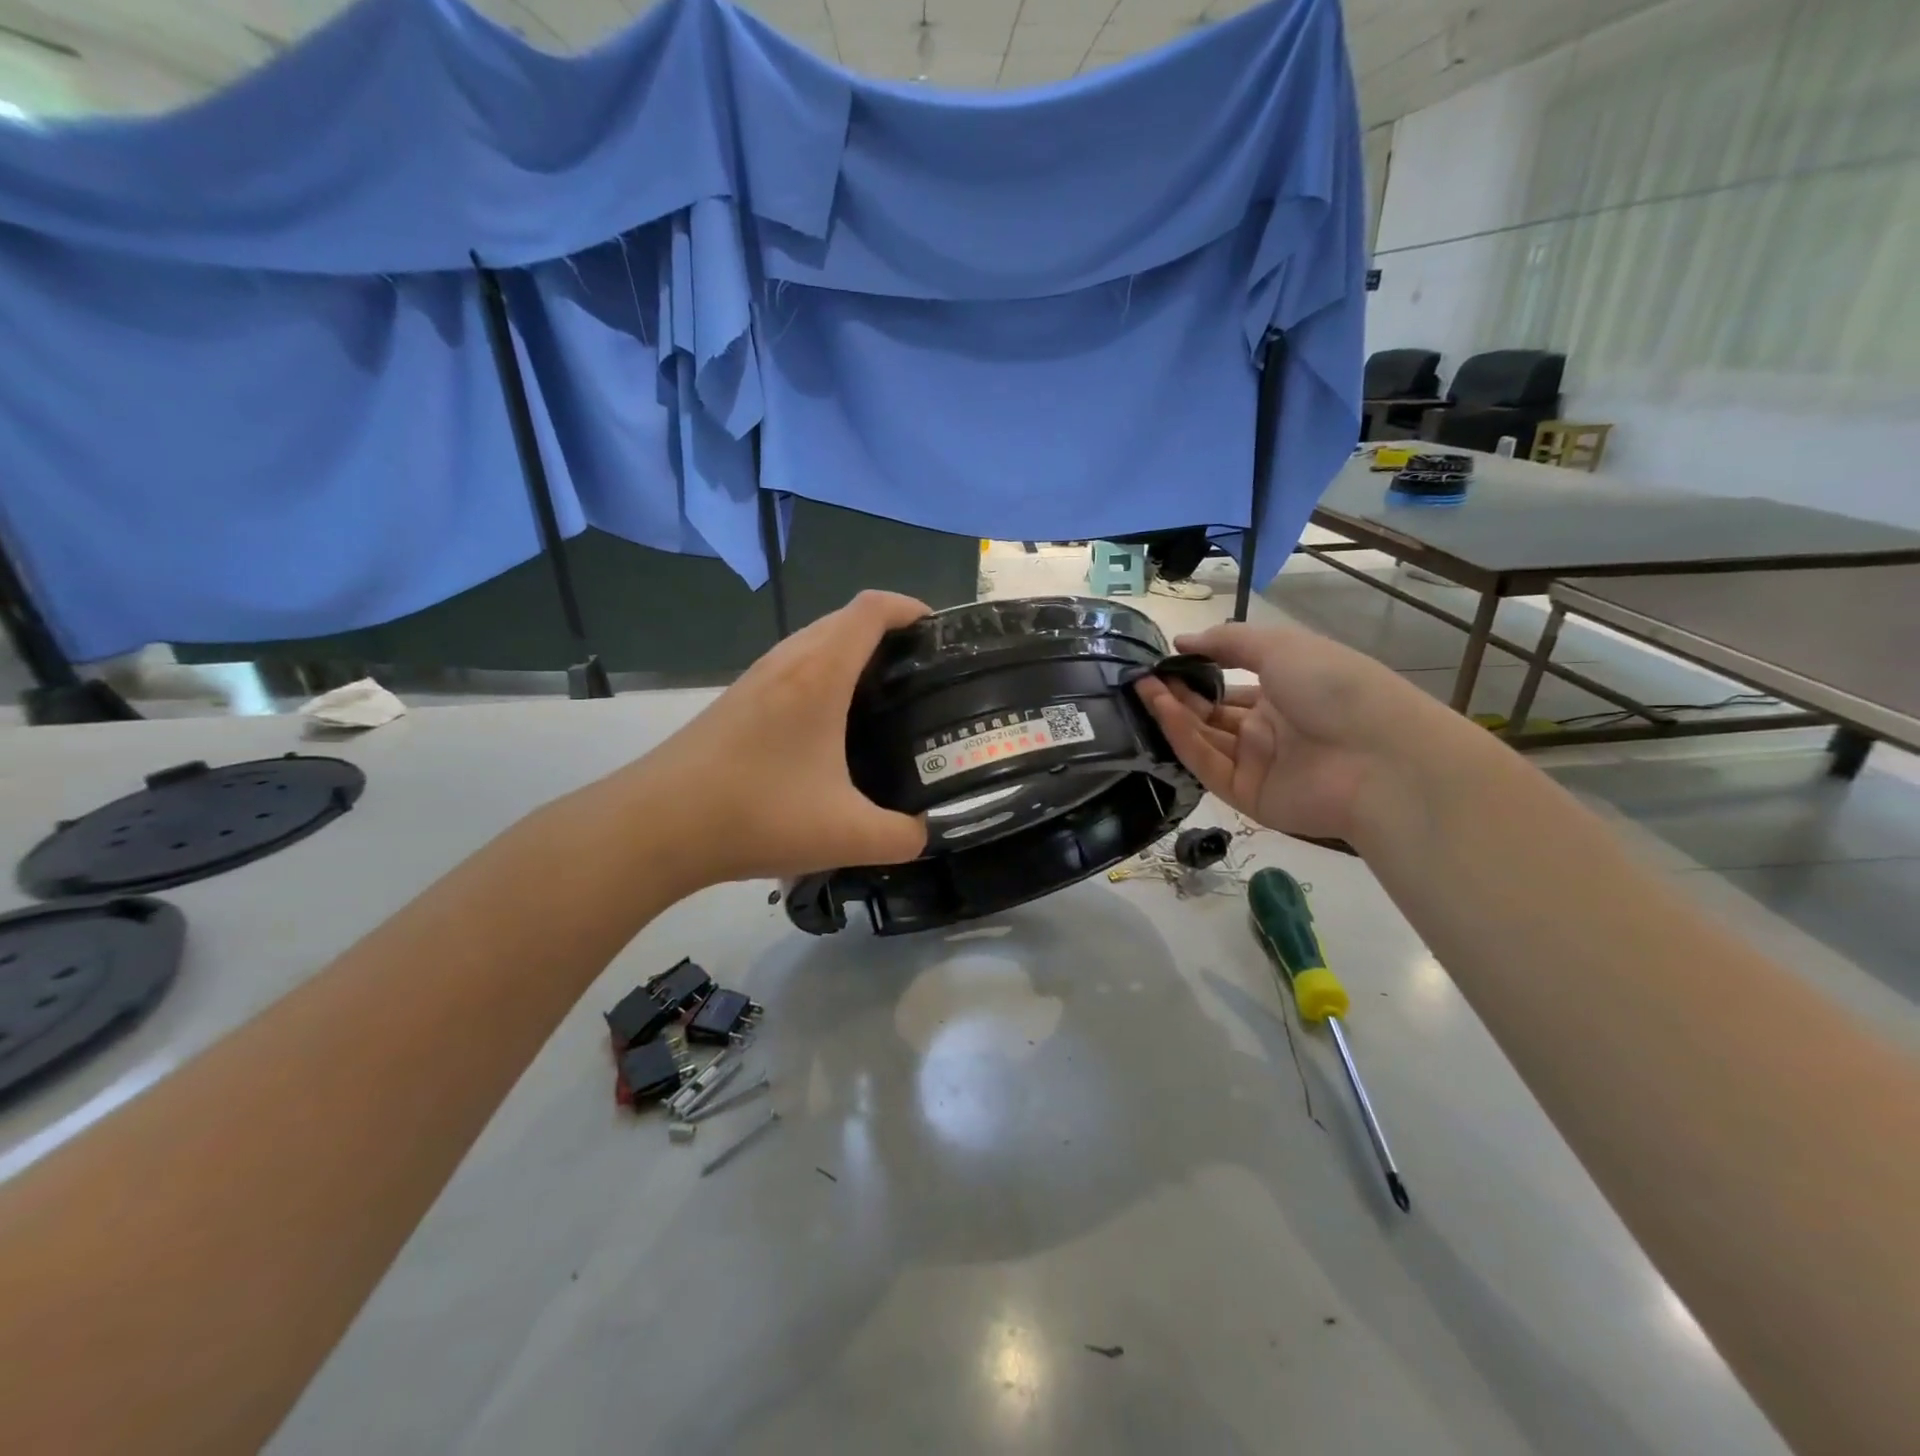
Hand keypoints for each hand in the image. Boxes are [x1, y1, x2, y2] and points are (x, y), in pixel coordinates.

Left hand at [627, 590, 931, 883]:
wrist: (655, 826)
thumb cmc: (756, 815)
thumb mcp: (847, 835)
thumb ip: (903, 837)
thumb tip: (925, 833)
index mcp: (820, 672)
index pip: (872, 608)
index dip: (911, 609)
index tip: (941, 636)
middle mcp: (787, 661)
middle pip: (846, 619)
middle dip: (890, 634)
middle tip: (923, 677)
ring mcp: (756, 678)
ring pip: (815, 643)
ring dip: (853, 655)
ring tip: (885, 700)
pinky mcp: (736, 701)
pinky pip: (793, 668)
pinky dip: (824, 677)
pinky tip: (832, 729)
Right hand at [1134, 621, 1452, 844]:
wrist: (1379, 756)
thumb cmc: (1334, 686)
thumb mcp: (1281, 646)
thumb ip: (1227, 641)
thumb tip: (1181, 641)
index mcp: (1284, 692)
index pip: (1230, 686)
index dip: (1197, 674)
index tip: (1164, 662)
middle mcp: (1269, 729)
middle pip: (1212, 714)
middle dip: (1179, 695)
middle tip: (1144, 679)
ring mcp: (1258, 764)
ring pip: (1205, 739)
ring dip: (1174, 714)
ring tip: (1144, 690)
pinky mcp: (1248, 795)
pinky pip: (1208, 765)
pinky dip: (1184, 740)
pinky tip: (1162, 712)